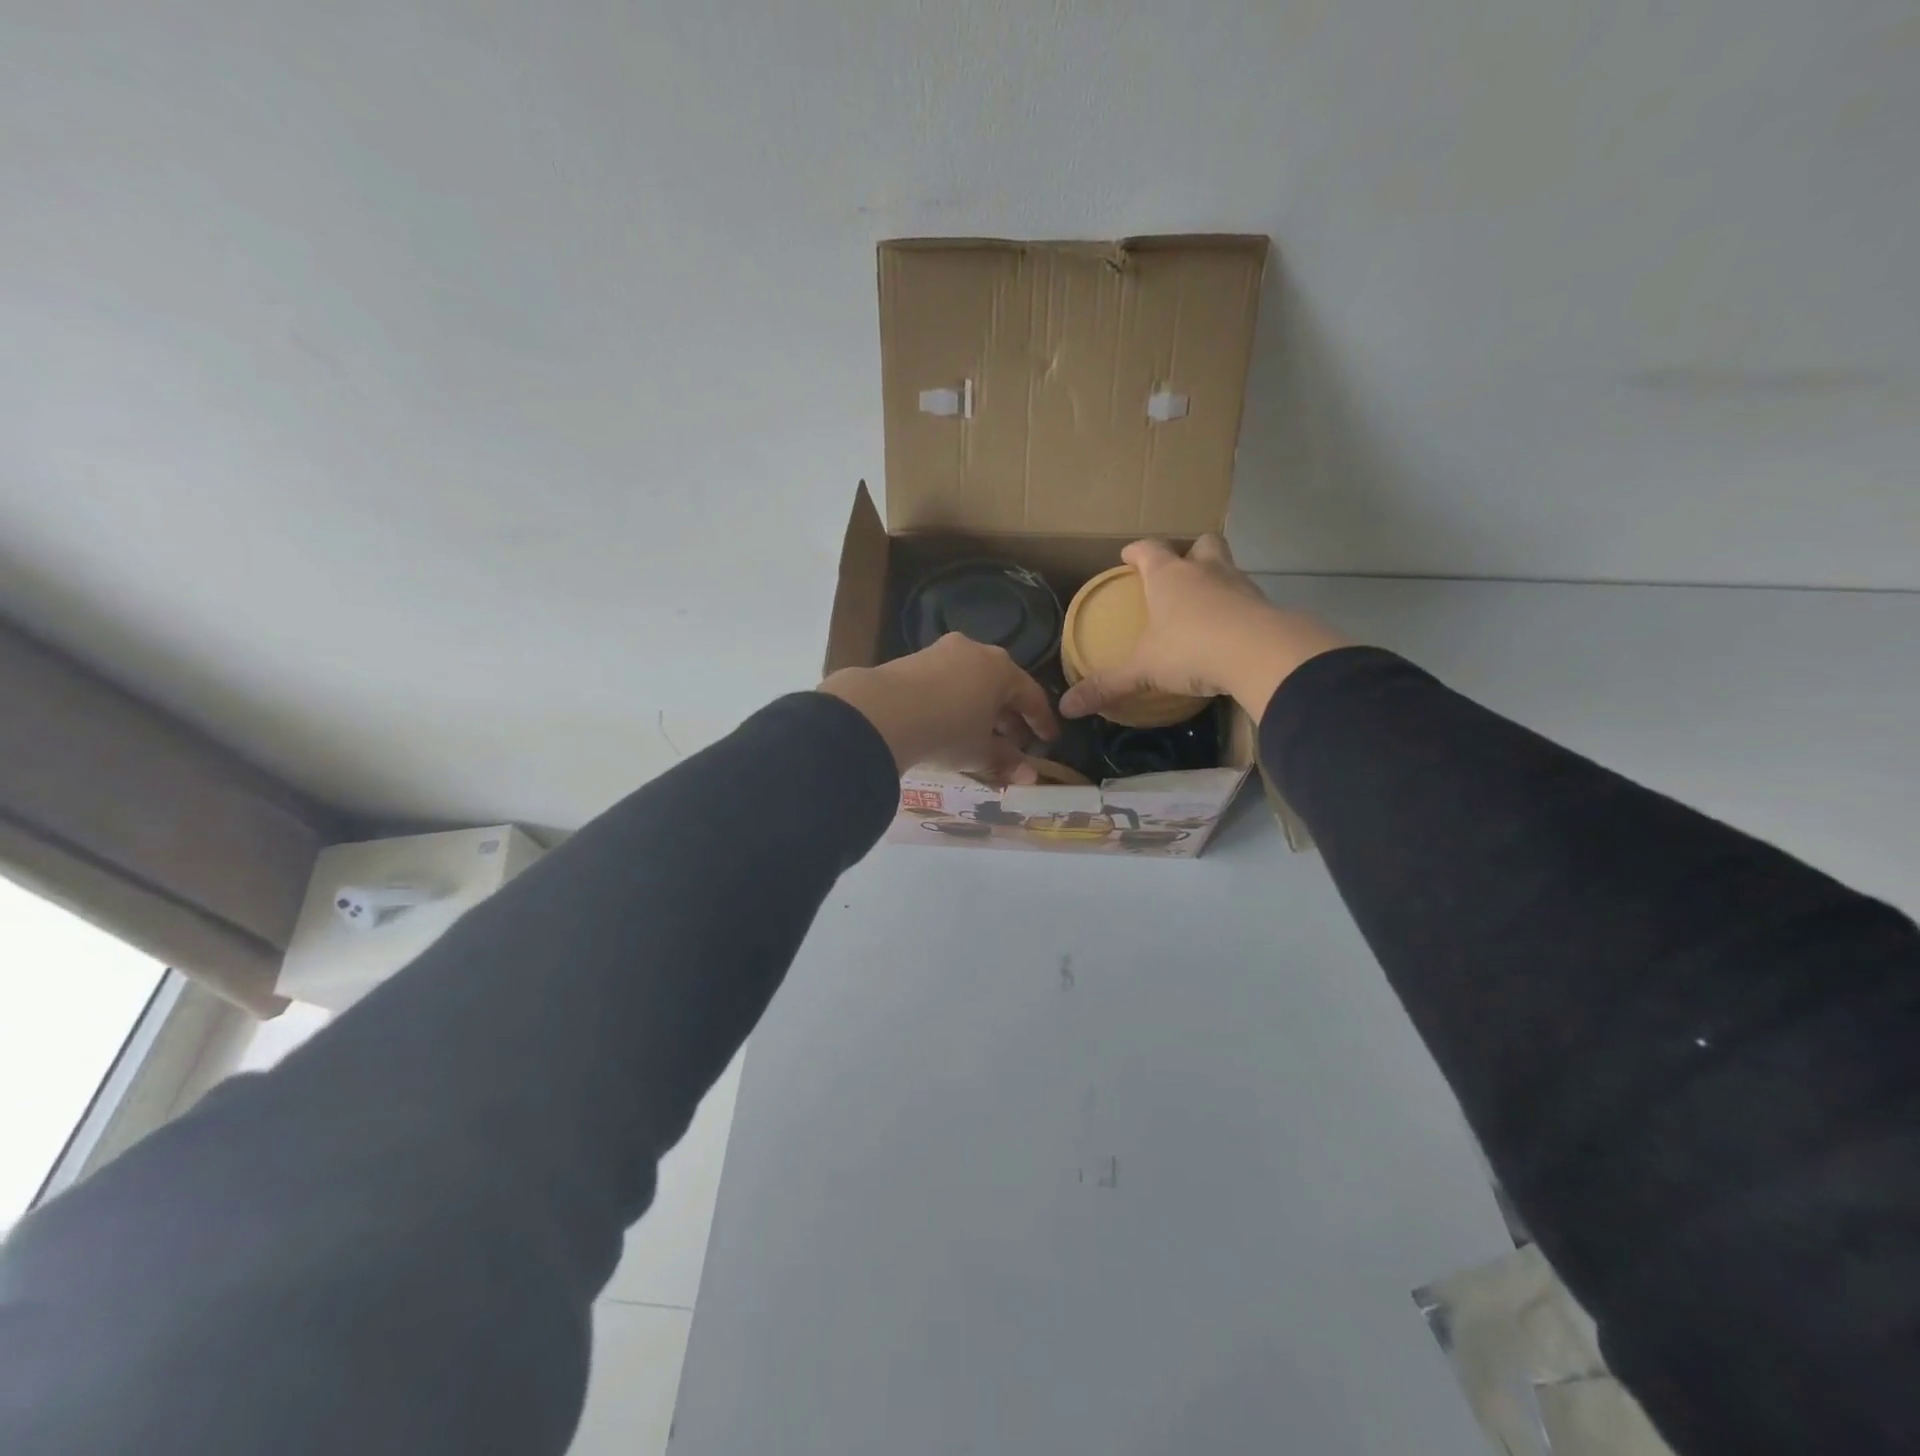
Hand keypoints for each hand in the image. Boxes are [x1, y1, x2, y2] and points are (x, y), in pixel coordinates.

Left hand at [820, 633, 1058, 781]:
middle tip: (1013, 743)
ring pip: (971, 681)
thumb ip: (1006, 761)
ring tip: (979, 735)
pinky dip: (954, 701)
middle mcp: (975, 651)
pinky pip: (945, 681)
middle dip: (1009, 716)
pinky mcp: (912, 659)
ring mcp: (941, 651)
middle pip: (1000, 685)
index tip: (1048, 742)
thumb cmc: (946, 731)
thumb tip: (1029, 776)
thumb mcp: (980, 751)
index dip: (1041, 722)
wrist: (880, 713)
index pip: (1031, 695)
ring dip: (980, 708)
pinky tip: (947, 723)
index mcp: (1001, 668)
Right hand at [1057, 536, 1349, 720]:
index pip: (1149, 550)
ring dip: (1216, 579)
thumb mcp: (1143, 670)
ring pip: (1227, 568)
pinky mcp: (1265, 608)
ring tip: (1204, 603)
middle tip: (1179, 570)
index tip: (1127, 555)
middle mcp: (1205, 572)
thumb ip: (1108, 685)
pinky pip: (1247, 600)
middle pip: (1200, 544)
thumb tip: (1066, 707)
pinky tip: (1229, 630)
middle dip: (1189, 551)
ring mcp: (1239, 586)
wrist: (1261, 655)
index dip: (1136, 551)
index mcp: (1169, 576)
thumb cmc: (1191, 649)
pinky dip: (1237, 609)